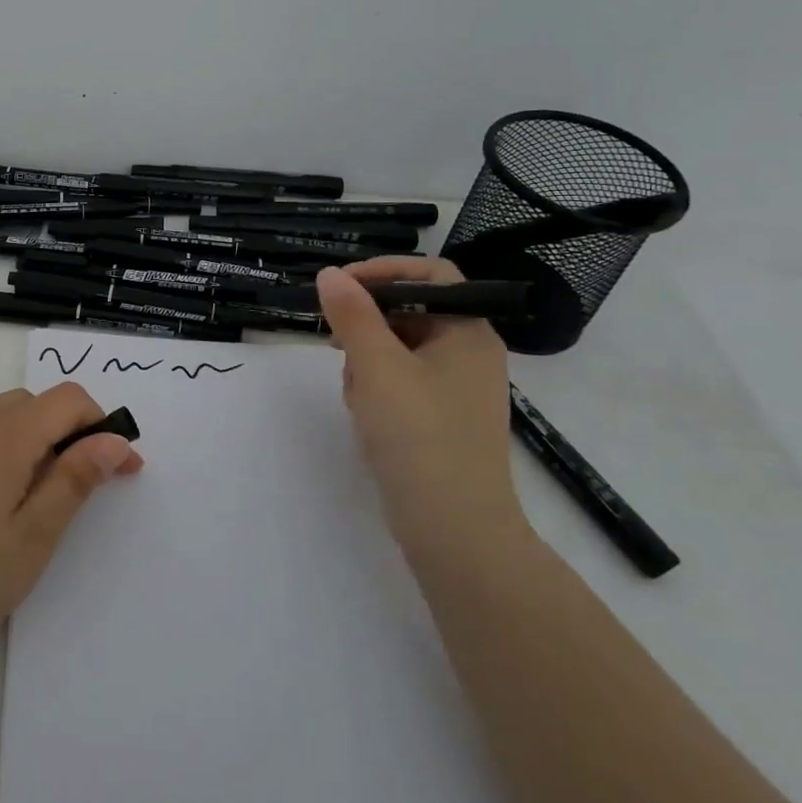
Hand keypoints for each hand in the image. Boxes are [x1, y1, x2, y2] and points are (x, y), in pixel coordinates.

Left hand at [0, 383, 142, 670]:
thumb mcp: (34, 537)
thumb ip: (76, 480)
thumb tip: (114, 441)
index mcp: (5, 437)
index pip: (68, 399)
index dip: (102, 426)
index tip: (120, 469)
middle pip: (35, 403)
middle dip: (68, 432)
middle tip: (77, 487)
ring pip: (1, 414)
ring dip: (31, 437)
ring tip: (31, 494)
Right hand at [315, 257, 528, 557]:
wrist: (454, 531)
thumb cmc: (419, 436)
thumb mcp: (376, 367)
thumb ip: (352, 315)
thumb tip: (330, 274)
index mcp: (468, 332)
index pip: (430, 274)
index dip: (384, 271)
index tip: (339, 287)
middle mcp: (470, 354)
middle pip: (411, 312)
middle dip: (367, 325)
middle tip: (336, 344)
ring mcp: (459, 390)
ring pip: (401, 349)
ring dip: (368, 360)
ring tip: (355, 393)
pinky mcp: (443, 420)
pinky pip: (404, 383)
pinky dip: (379, 388)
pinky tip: (365, 415)